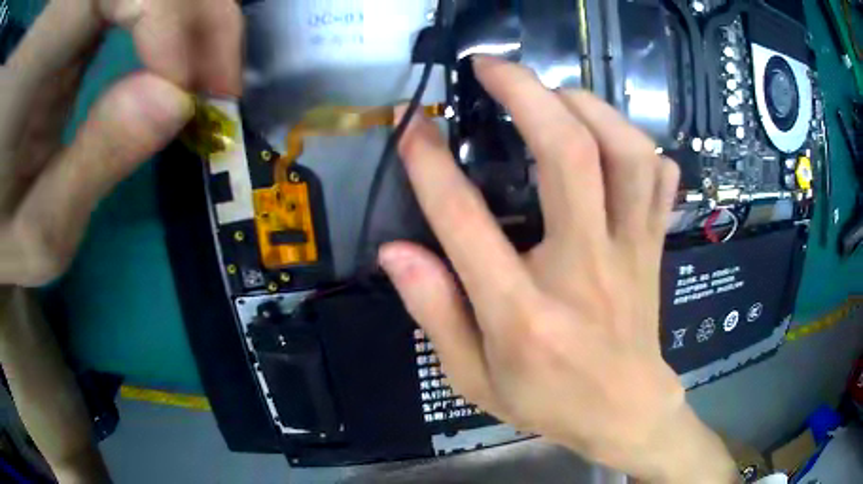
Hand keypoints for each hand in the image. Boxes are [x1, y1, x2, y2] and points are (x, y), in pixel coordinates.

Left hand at [0, 0, 241, 286]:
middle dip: (202, 13)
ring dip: (195, 15)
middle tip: (219, 82)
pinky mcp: (84, 9)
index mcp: (44, 45)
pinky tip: (177, 60)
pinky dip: (176, 17)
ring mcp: (75, 4)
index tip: (187, 93)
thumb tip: (176, 100)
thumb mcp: (39, 233)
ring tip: (204, 75)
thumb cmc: (4, 225)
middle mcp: (66, 8)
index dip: (172, 19)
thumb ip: (96, 164)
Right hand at [380, 58, 736, 483]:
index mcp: (525, 313)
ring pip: (627, 153)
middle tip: (491, 68)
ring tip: (553, 92)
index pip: (467, 221)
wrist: (626, 412)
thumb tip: (396, 250)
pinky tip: (611, 135)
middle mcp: (585, 268)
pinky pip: (659, 180)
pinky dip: (638, 144)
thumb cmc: (548, 401)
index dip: (431, 164)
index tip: (413, 125)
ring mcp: (630, 251)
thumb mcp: (474, 378)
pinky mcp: (653, 246)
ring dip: (588, 106)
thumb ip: (434, 313)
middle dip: (526, 94)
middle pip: (568, 156)